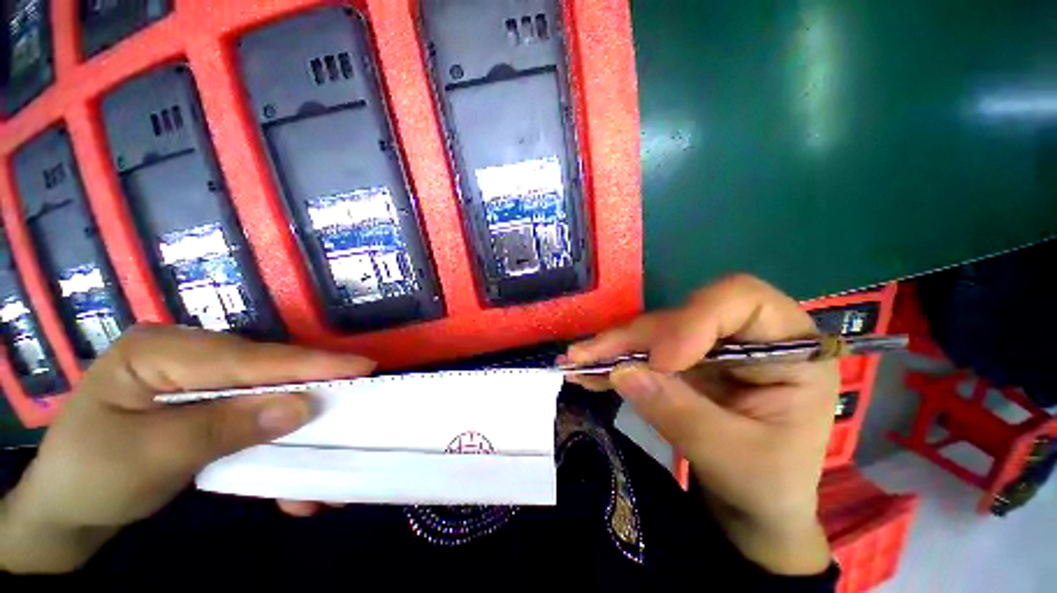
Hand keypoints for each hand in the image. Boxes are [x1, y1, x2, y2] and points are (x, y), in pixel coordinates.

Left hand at [0, 325, 373, 573]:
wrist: (65, 508)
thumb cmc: (92, 477)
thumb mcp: (152, 457)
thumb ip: (225, 427)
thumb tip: (301, 407)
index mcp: (158, 349)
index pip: (246, 358)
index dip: (307, 365)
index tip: (362, 367)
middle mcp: (184, 351)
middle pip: (262, 370)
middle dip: (308, 390)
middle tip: (356, 399)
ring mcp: (195, 374)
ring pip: (262, 389)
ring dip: (294, 415)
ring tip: (329, 435)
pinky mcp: (204, 398)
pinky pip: (250, 407)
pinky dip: (274, 429)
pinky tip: (289, 449)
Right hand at [566, 275, 836, 574]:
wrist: (754, 508)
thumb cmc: (766, 487)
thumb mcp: (732, 457)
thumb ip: (679, 412)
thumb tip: (622, 372)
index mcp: (789, 350)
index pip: (741, 300)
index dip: (695, 319)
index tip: (662, 360)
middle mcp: (746, 337)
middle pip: (683, 315)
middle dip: (635, 338)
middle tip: (589, 356)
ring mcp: (710, 347)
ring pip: (655, 331)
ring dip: (615, 347)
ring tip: (579, 361)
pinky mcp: (683, 361)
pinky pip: (644, 351)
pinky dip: (616, 360)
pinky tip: (589, 370)